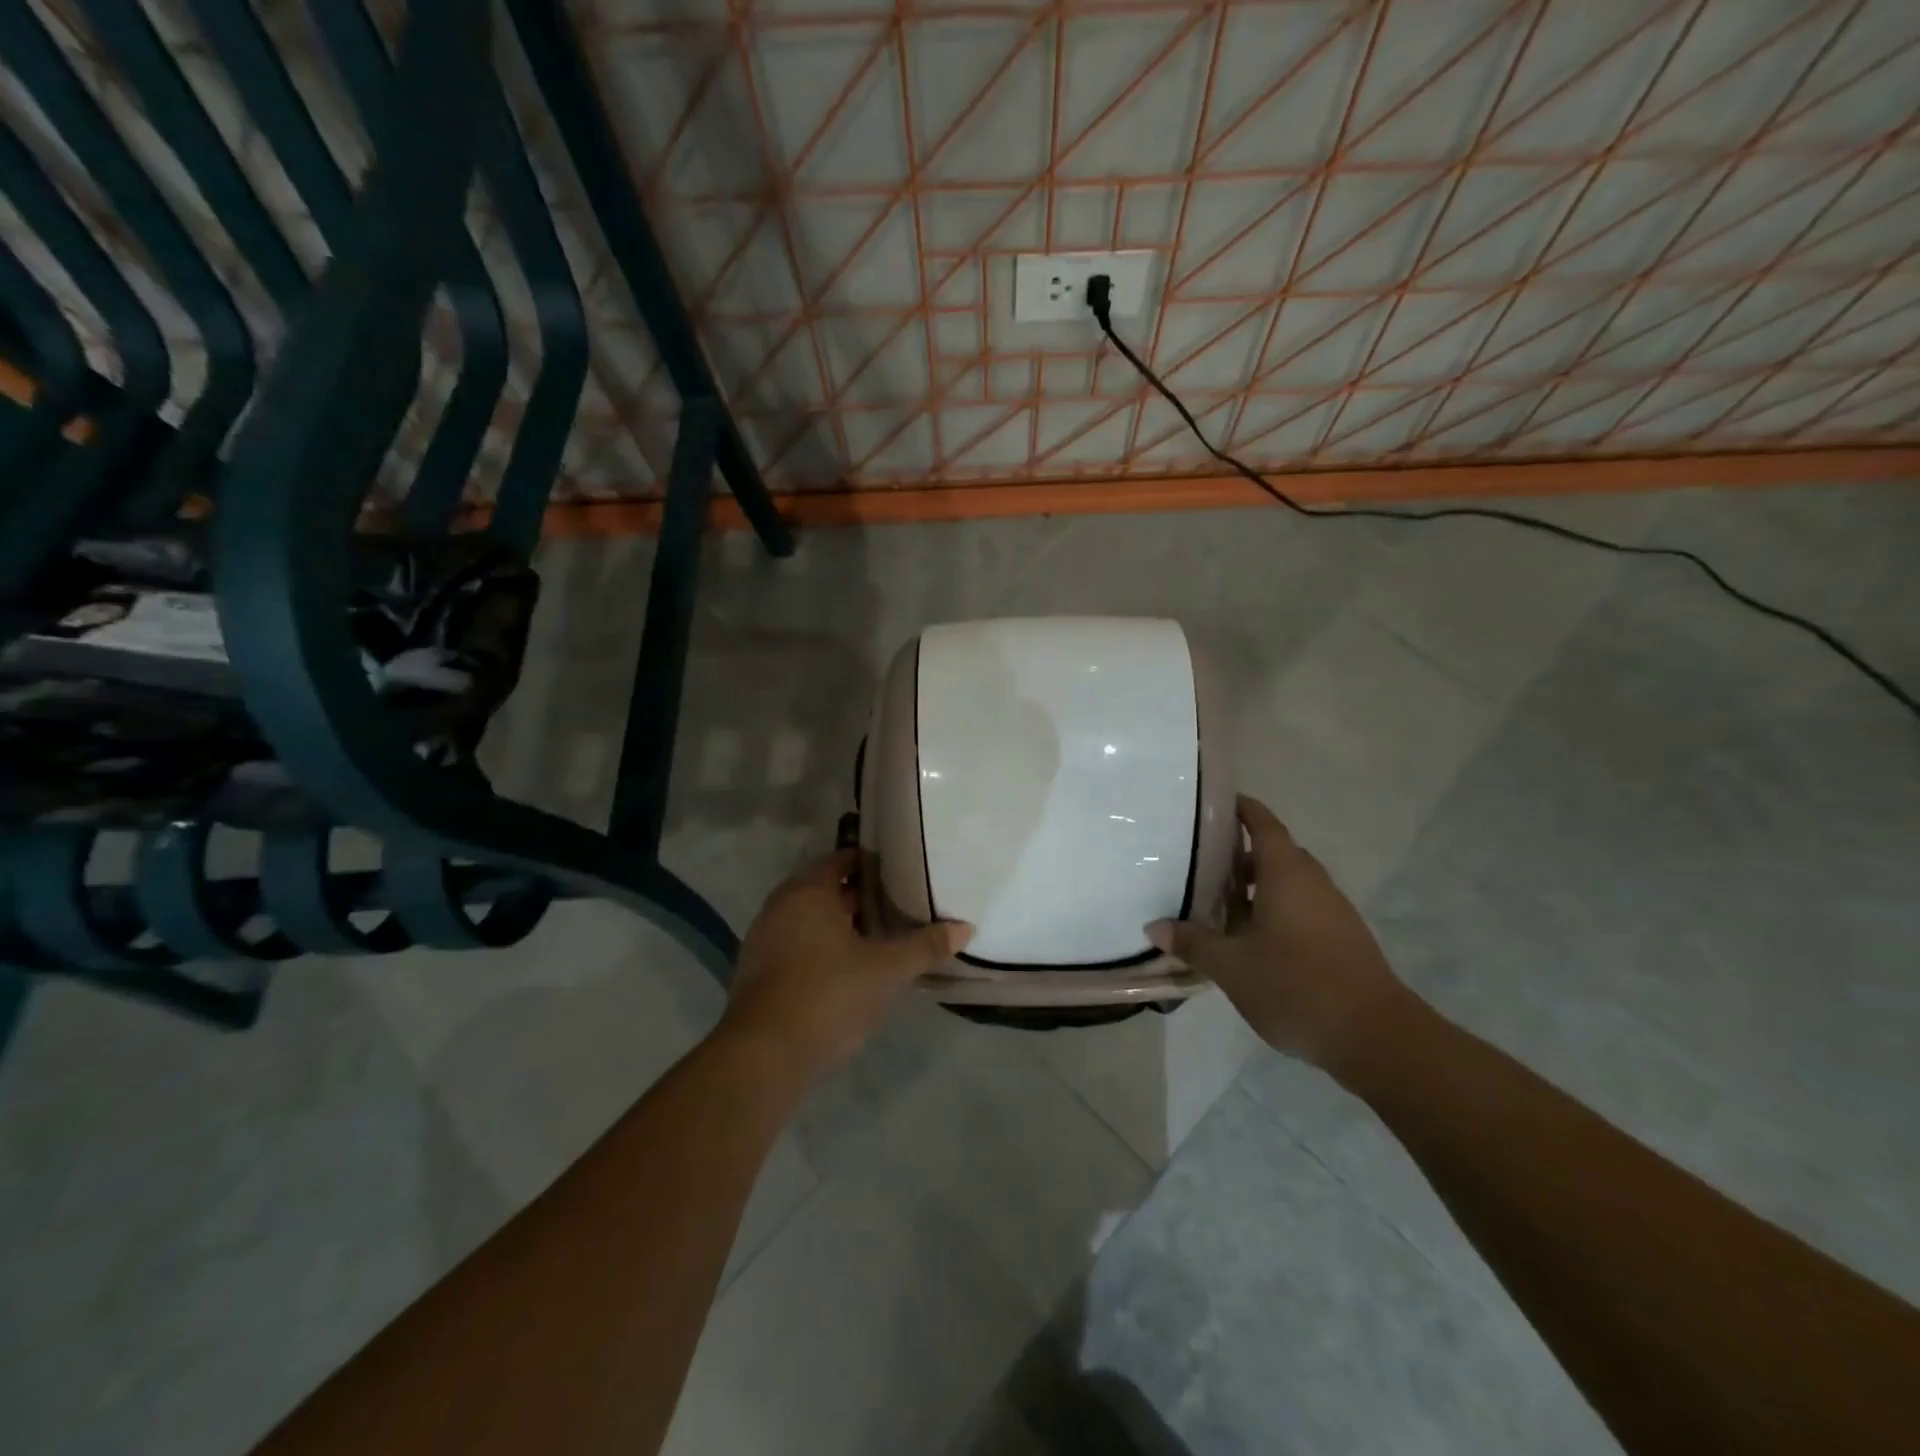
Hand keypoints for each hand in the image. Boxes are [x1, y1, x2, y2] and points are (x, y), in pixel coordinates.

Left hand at [721, 848, 971, 1080]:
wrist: (764, 1054)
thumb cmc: (829, 995)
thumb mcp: (887, 970)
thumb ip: (925, 946)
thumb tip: (965, 928)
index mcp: (808, 891)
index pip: (843, 861)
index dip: (874, 866)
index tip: (902, 876)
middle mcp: (780, 906)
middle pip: (826, 890)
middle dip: (861, 899)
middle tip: (898, 909)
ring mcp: (763, 939)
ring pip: (810, 920)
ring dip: (840, 926)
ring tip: (879, 941)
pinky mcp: (756, 972)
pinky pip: (796, 946)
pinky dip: (820, 950)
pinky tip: (846, 972)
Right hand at [1146, 796, 1414, 1075]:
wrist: (1376, 1037)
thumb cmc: (1296, 986)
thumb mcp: (1232, 967)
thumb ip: (1193, 942)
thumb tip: (1154, 927)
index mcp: (1285, 873)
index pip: (1262, 823)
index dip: (1239, 808)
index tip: (1211, 806)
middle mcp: (1312, 882)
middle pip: (1274, 852)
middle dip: (1239, 854)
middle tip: (1199, 863)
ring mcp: (1332, 910)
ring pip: (1289, 883)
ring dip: (1256, 886)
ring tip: (1218, 904)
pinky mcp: (1342, 938)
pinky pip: (1302, 907)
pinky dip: (1274, 910)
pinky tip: (1251, 940)